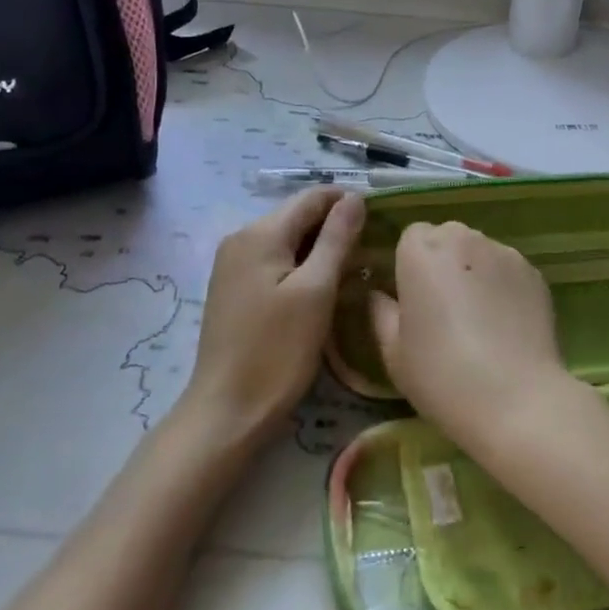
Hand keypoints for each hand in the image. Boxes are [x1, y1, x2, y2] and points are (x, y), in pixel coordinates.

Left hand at [186, 189, 366, 444]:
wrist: (226, 412)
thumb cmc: (276, 351)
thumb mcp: (316, 291)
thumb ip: (336, 239)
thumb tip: (355, 198)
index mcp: (260, 233)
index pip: (312, 197)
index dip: (348, 201)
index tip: (382, 219)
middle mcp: (241, 238)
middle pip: (298, 216)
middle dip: (335, 225)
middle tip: (372, 247)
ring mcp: (233, 264)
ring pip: (287, 239)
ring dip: (320, 246)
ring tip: (354, 267)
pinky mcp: (233, 288)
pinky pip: (274, 260)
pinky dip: (301, 264)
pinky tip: (321, 286)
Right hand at [368, 221, 571, 451]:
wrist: (516, 398)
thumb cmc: (441, 374)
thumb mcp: (393, 352)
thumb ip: (381, 312)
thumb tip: (378, 295)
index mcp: (421, 250)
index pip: (411, 237)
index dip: (410, 264)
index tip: (413, 297)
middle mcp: (463, 238)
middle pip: (447, 237)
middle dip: (443, 262)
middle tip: (443, 308)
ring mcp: (503, 252)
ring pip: (480, 251)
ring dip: (474, 271)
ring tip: (478, 318)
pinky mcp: (534, 272)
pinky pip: (508, 270)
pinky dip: (502, 286)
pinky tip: (505, 324)